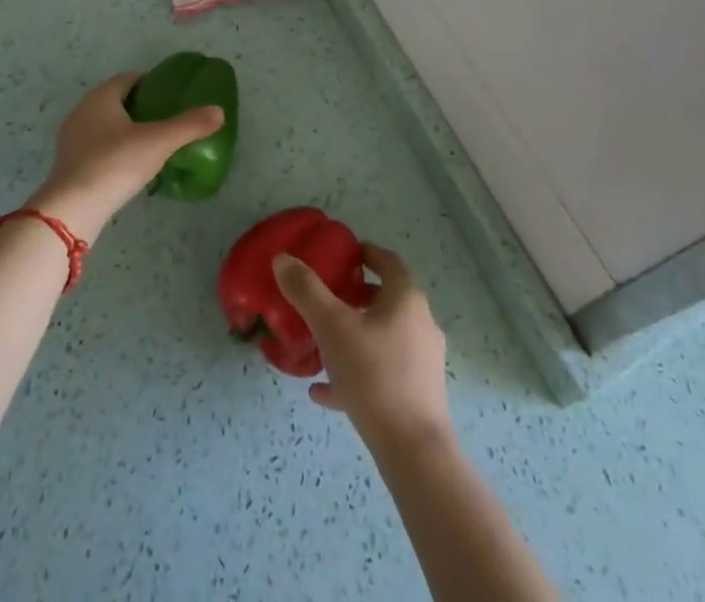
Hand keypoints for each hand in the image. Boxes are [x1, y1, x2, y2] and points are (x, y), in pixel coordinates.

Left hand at [26, 73, 222, 242]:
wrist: (72, 209)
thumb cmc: (115, 164)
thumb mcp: (159, 142)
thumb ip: (189, 125)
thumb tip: (219, 111)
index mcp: (101, 96)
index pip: (129, 78)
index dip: (151, 83)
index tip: (171, 95)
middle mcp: (82, 110)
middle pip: (116, 100)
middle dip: (139, 106)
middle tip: (166, 119)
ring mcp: (71, 137)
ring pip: (104, 123)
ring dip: (125, 128)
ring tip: (151, 143)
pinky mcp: (68, 162)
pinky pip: (96, 145)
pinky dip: (113, 148)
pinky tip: (129, 165)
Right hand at [272, 244, 452, 453]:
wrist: (413, 451)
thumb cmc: (374, 375)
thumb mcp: (331, 327)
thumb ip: (306, 291)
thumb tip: (283, 258)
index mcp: (406, 298)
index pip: (387, 261)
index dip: (365, 252)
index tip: (342, 254)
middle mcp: (420, 323)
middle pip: (386, 299)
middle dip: (355, 296)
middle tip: (325, 298)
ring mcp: (422, 361)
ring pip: (382, 337)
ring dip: (353, 335)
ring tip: (320, 344)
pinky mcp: (418, 395)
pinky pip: (382, 374)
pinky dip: (356, 373)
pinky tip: (323, 392)